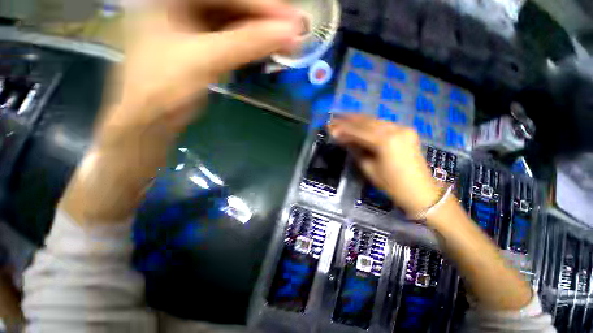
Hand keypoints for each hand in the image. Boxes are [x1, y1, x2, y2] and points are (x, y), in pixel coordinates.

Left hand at [100, 0, 301, 142]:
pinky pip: (232, 37)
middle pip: (232, 3)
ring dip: (261, 32)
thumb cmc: (164, 87)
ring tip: (286, 41)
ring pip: (234, 20)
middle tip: (293, 29)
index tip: (290, 20)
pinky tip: (268, 49)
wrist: (151, 119)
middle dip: (264, 17)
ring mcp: (191, 23)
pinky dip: (251, 44)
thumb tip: (289, 33)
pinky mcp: (202, 43)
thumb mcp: (204, 60)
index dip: (261, 5)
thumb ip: (247, 43)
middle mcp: (180, 2)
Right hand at [328, 114, 440, 215]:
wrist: (420, 191)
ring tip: (343, 118)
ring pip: (375, 120)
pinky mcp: (406, 130)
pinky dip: (369, 123)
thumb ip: (355, 149)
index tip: (329, 126)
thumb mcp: (368, 168)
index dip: (342, 128)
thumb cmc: (391, 184)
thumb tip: (342, 138)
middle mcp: (395, 130)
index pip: (358, 131)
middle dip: (348, 120)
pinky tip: (360, 123)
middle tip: (334, 119)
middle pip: (366, 121)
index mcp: (385, 142)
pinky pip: (383, 124)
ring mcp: (403, 128)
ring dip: (358, 119)